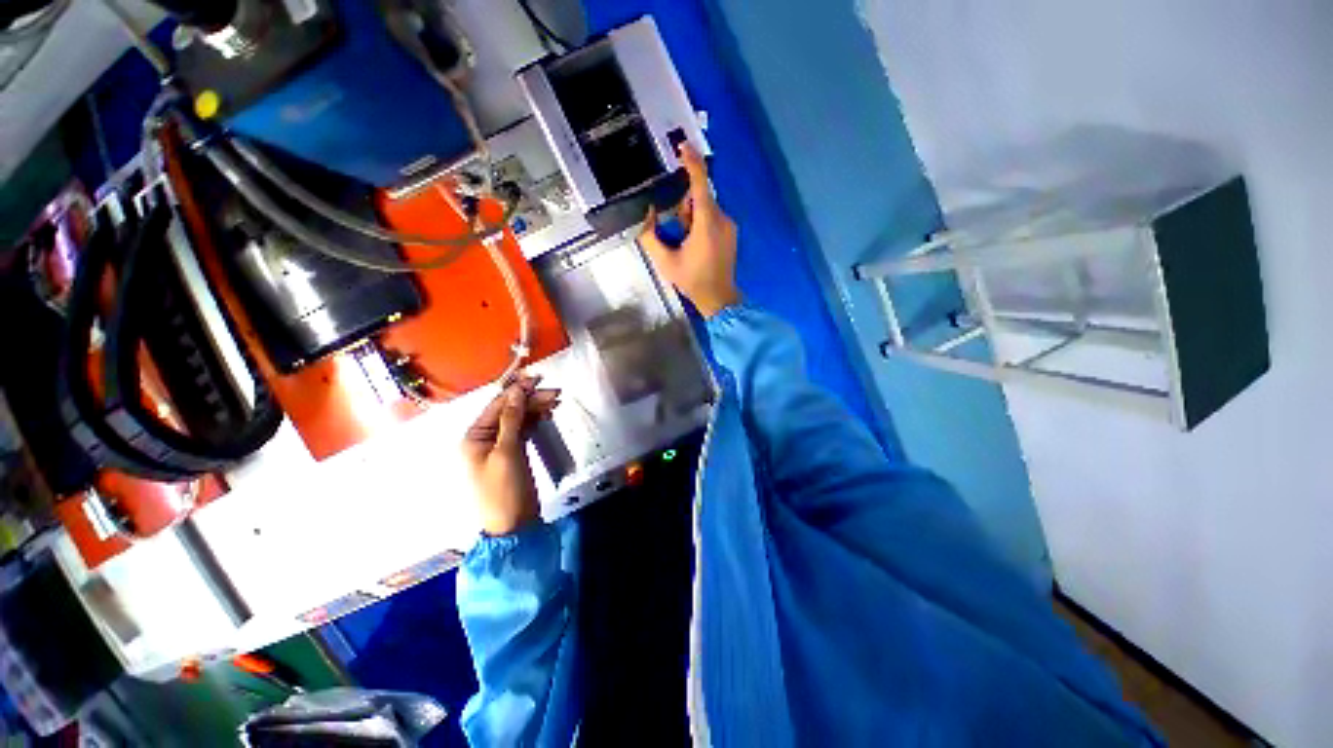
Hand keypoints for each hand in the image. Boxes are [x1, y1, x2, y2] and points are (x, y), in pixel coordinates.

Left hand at [461, 374, 560, 535]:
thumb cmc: (504, 490)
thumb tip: (516, 392)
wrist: (513, 526)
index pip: (496, 406)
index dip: (516, 391)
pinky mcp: (514, 453)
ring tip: (556, 401)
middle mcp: (484, 438)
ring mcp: (500, 446)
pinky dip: (536, 421)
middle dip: (530, 400)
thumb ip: (511, 420)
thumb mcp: (506, 453)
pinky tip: (548, 414)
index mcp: (474, 437)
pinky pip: (524, 430)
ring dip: (535, 409)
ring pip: (519, 418)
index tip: (538, 379)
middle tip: (556, 393)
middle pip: (509, 410)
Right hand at [638, 145, 740, 317]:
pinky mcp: (732, 233)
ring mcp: (730, 226)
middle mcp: (722, 219)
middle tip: (674, 228)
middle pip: (701, 197)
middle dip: (684, 205)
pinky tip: (694, 242)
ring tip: (684, 240)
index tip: (681, 146)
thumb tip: (646, 214)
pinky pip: (714, 217)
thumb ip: (650, 236)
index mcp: (707, 223)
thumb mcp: (665, 261)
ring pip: (707, 207)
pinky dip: (701, 221)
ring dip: (692, 215)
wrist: (719, 299)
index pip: (700, 184)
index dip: (691, 162)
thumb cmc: (692, 280)